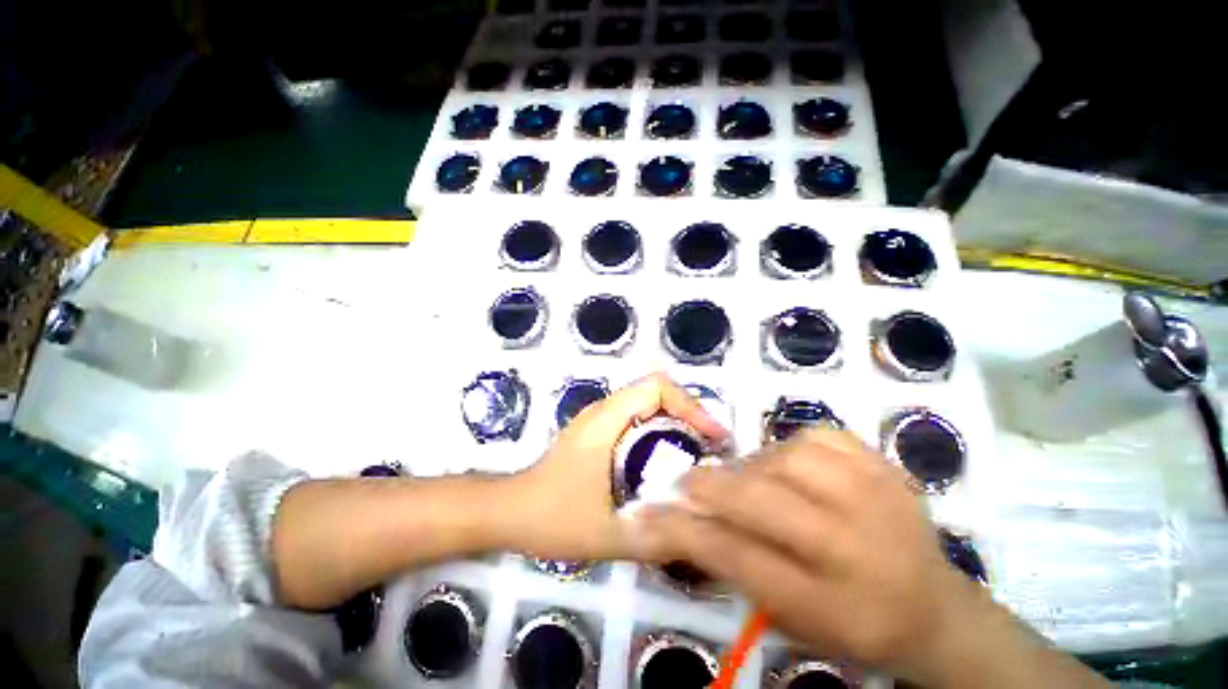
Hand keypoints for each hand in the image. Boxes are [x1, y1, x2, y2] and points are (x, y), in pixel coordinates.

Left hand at [506, 373, 728, 561]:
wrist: (510, 512)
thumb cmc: (552, 517)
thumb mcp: (609, 535)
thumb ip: (657, 537)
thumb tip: (702, 528)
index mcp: (607, 420)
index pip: (656, 387)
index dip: (690, 405)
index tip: (711, 437)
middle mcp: (604, 410)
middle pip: (656, 391)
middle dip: (689, 414)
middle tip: (711, 450)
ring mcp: (600, 419)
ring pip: (648, 404)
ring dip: (676, 423)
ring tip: (697, 456)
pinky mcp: (598, 431)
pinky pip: (638, 419)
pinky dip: (660, 432)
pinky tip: (667, 463)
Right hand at [634, 430, 974, 683]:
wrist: (937, 609)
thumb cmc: (856, 625)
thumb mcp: (792, 619)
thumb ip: (735, 567)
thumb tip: (682, 521)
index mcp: (834, 606)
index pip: (738, 558)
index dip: (683, 532)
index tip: (647, 515)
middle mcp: (857, 547)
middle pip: (761, 500)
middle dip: (709, 487)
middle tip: (685, 483)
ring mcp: (878, 496)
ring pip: (784, 458)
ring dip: (750, 467)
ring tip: (746, 480)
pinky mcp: (884, 465)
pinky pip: (817, 436)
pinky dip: (789, 445)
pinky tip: (788, 464)